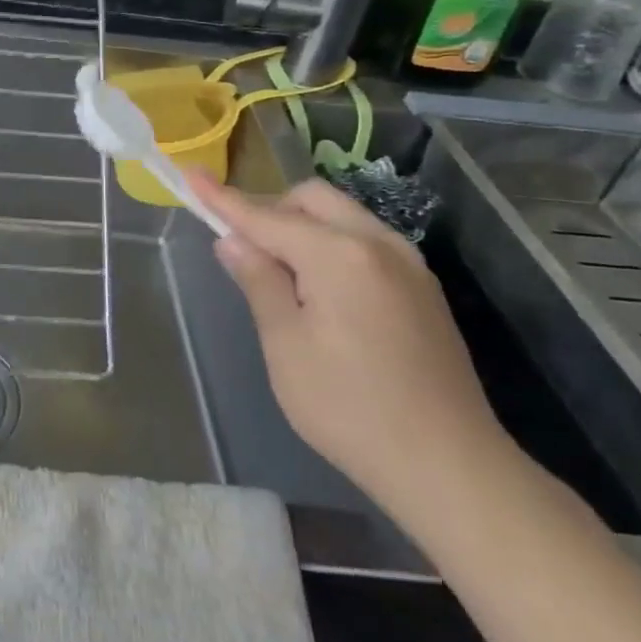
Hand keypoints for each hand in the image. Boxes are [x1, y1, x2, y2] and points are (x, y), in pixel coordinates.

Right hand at [193, 174, 521, 529]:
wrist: (449, 466)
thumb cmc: (349, 408)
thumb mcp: (285, 346)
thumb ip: (258, 282)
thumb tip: (232, 241)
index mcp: (338, 255)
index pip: (266, 216)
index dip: (223, 199)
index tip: (192, 175)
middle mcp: (378, 243)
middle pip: (312, 199)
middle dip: (270, 208)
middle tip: (240, 245)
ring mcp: (408, 263)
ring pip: (342, 216)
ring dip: (302, 226)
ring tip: (277, 272)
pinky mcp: (422, 288)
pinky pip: (364, 241)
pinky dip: (331, 245)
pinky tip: (319, 289)